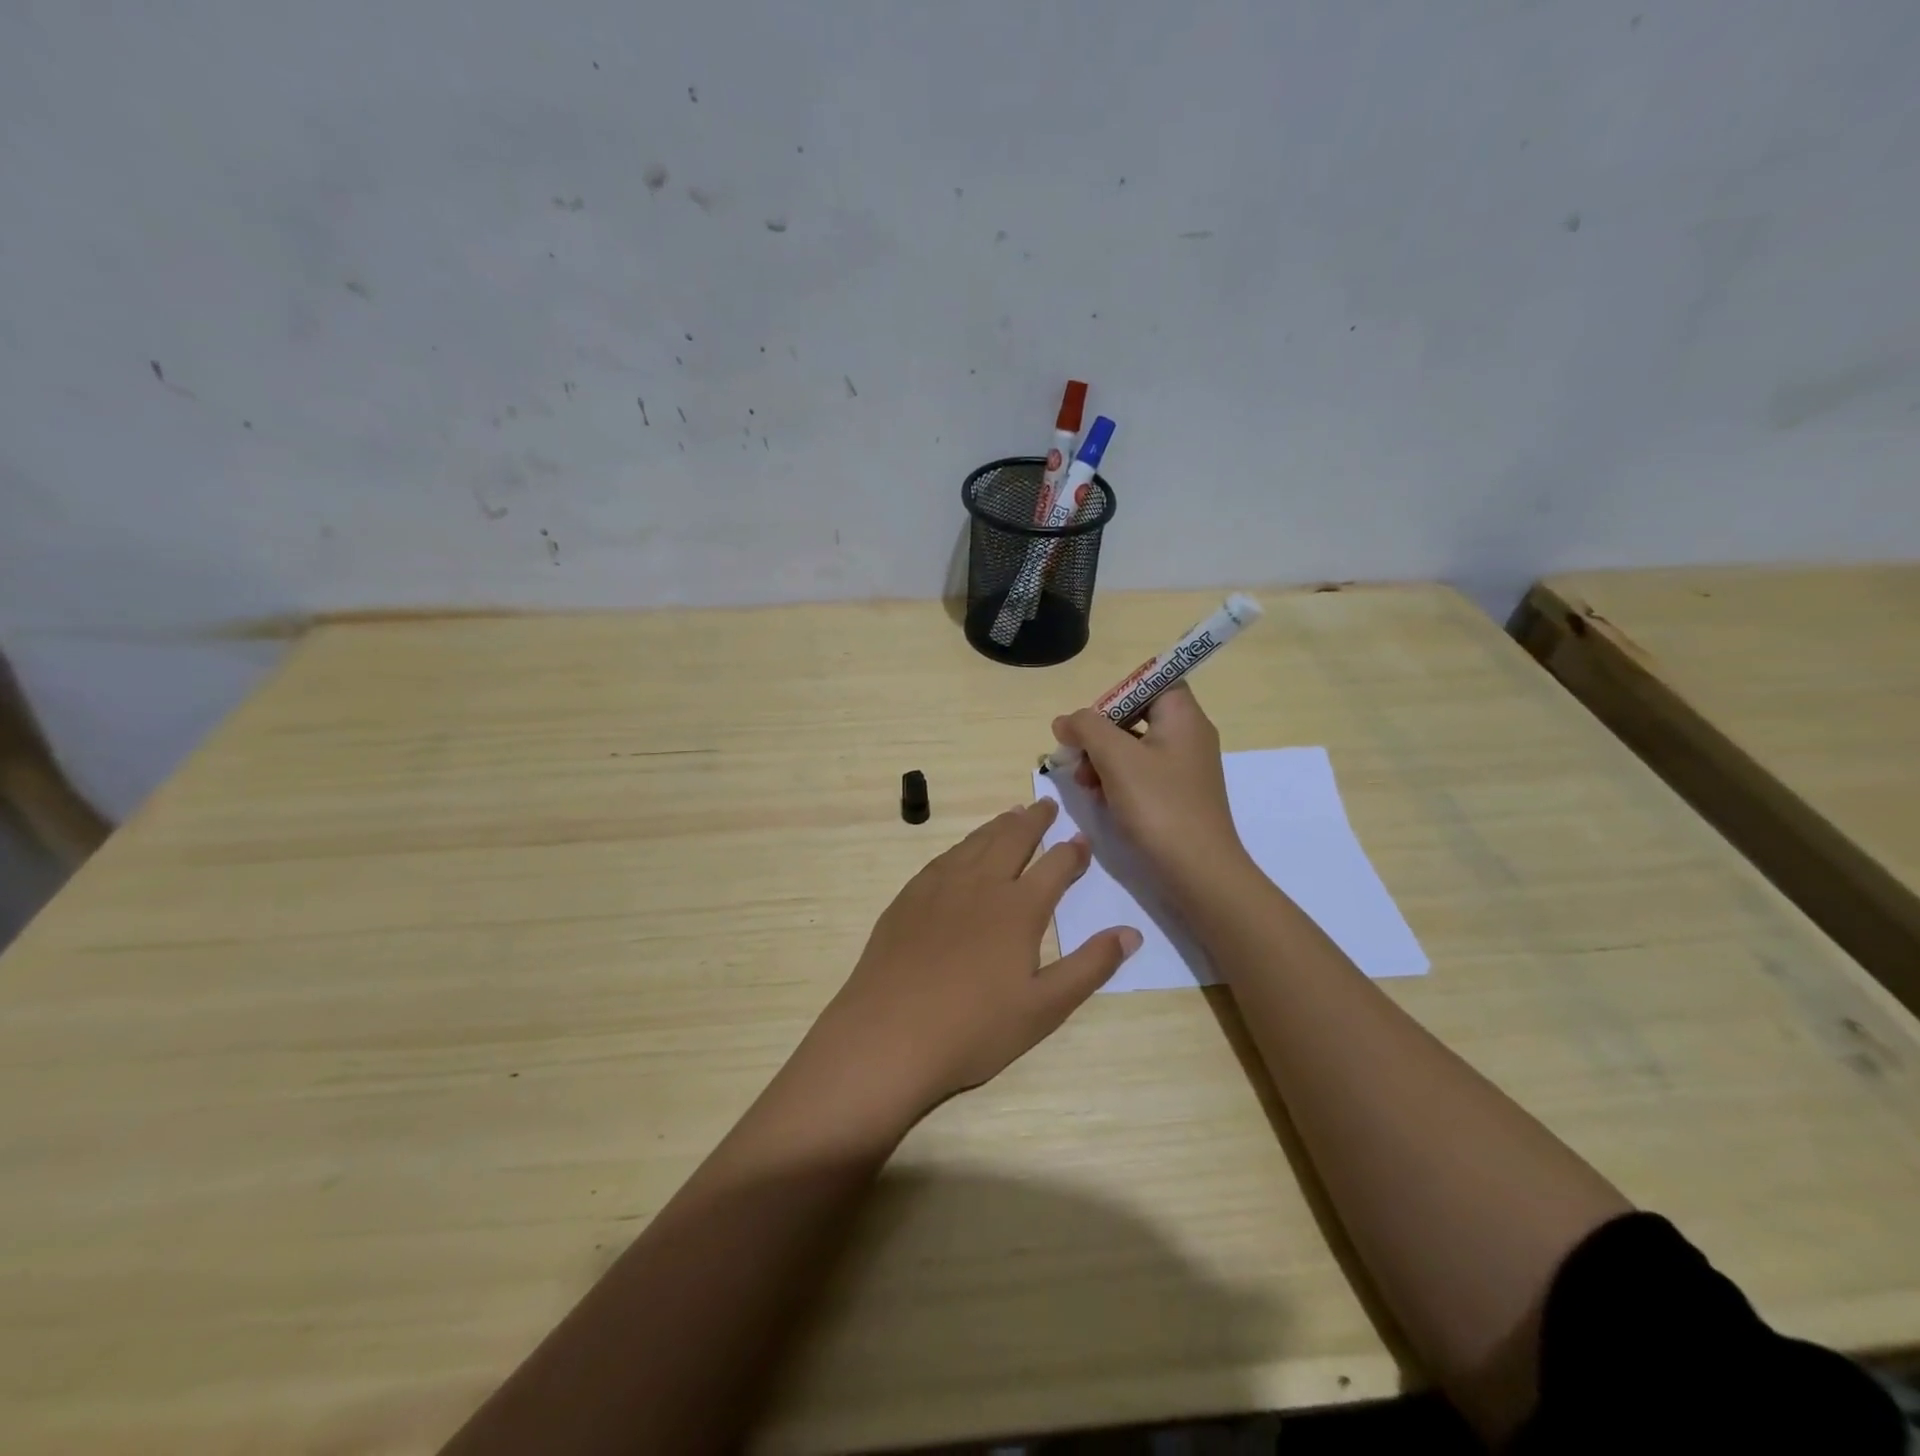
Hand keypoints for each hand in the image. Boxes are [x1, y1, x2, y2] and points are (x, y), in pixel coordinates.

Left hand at [807, 800, 1140, 1117]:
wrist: (888, 1035)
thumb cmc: (974, 1028)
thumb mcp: (1045, 1008)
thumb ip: (1090, 967)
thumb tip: (1131, 932)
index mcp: (1019, 908)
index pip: (1055, 866)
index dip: (1073, 852)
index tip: (1083, 840)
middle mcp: (981, 884)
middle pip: (1013, 839)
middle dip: (1034, 821)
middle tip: (1047, 806)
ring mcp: (939, 887)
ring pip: (976, 842)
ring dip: (998, 826)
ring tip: (1011, 815)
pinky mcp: (909, 897)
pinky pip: (944, 857)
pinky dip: (963, 845)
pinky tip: (963, 851)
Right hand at [1051, 683, 1252, 907]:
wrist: (1198, 872)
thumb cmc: (1159, 805)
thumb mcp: (1116, 758)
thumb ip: (1086, 728)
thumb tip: (1065, 720)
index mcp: (1183, 716)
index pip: (1151, 680)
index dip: (1117, 693)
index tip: (1092, 718)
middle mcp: (1188, 735)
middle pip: (1136, 715)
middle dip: (1100, 733)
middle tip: (1076, 755)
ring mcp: (1183, 768)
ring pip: (1133, 747)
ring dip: (1102, 759)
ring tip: (1083, 782)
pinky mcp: (1176, 795)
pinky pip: (1140, 774)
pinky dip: (1116, 780)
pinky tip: (1098, 798)